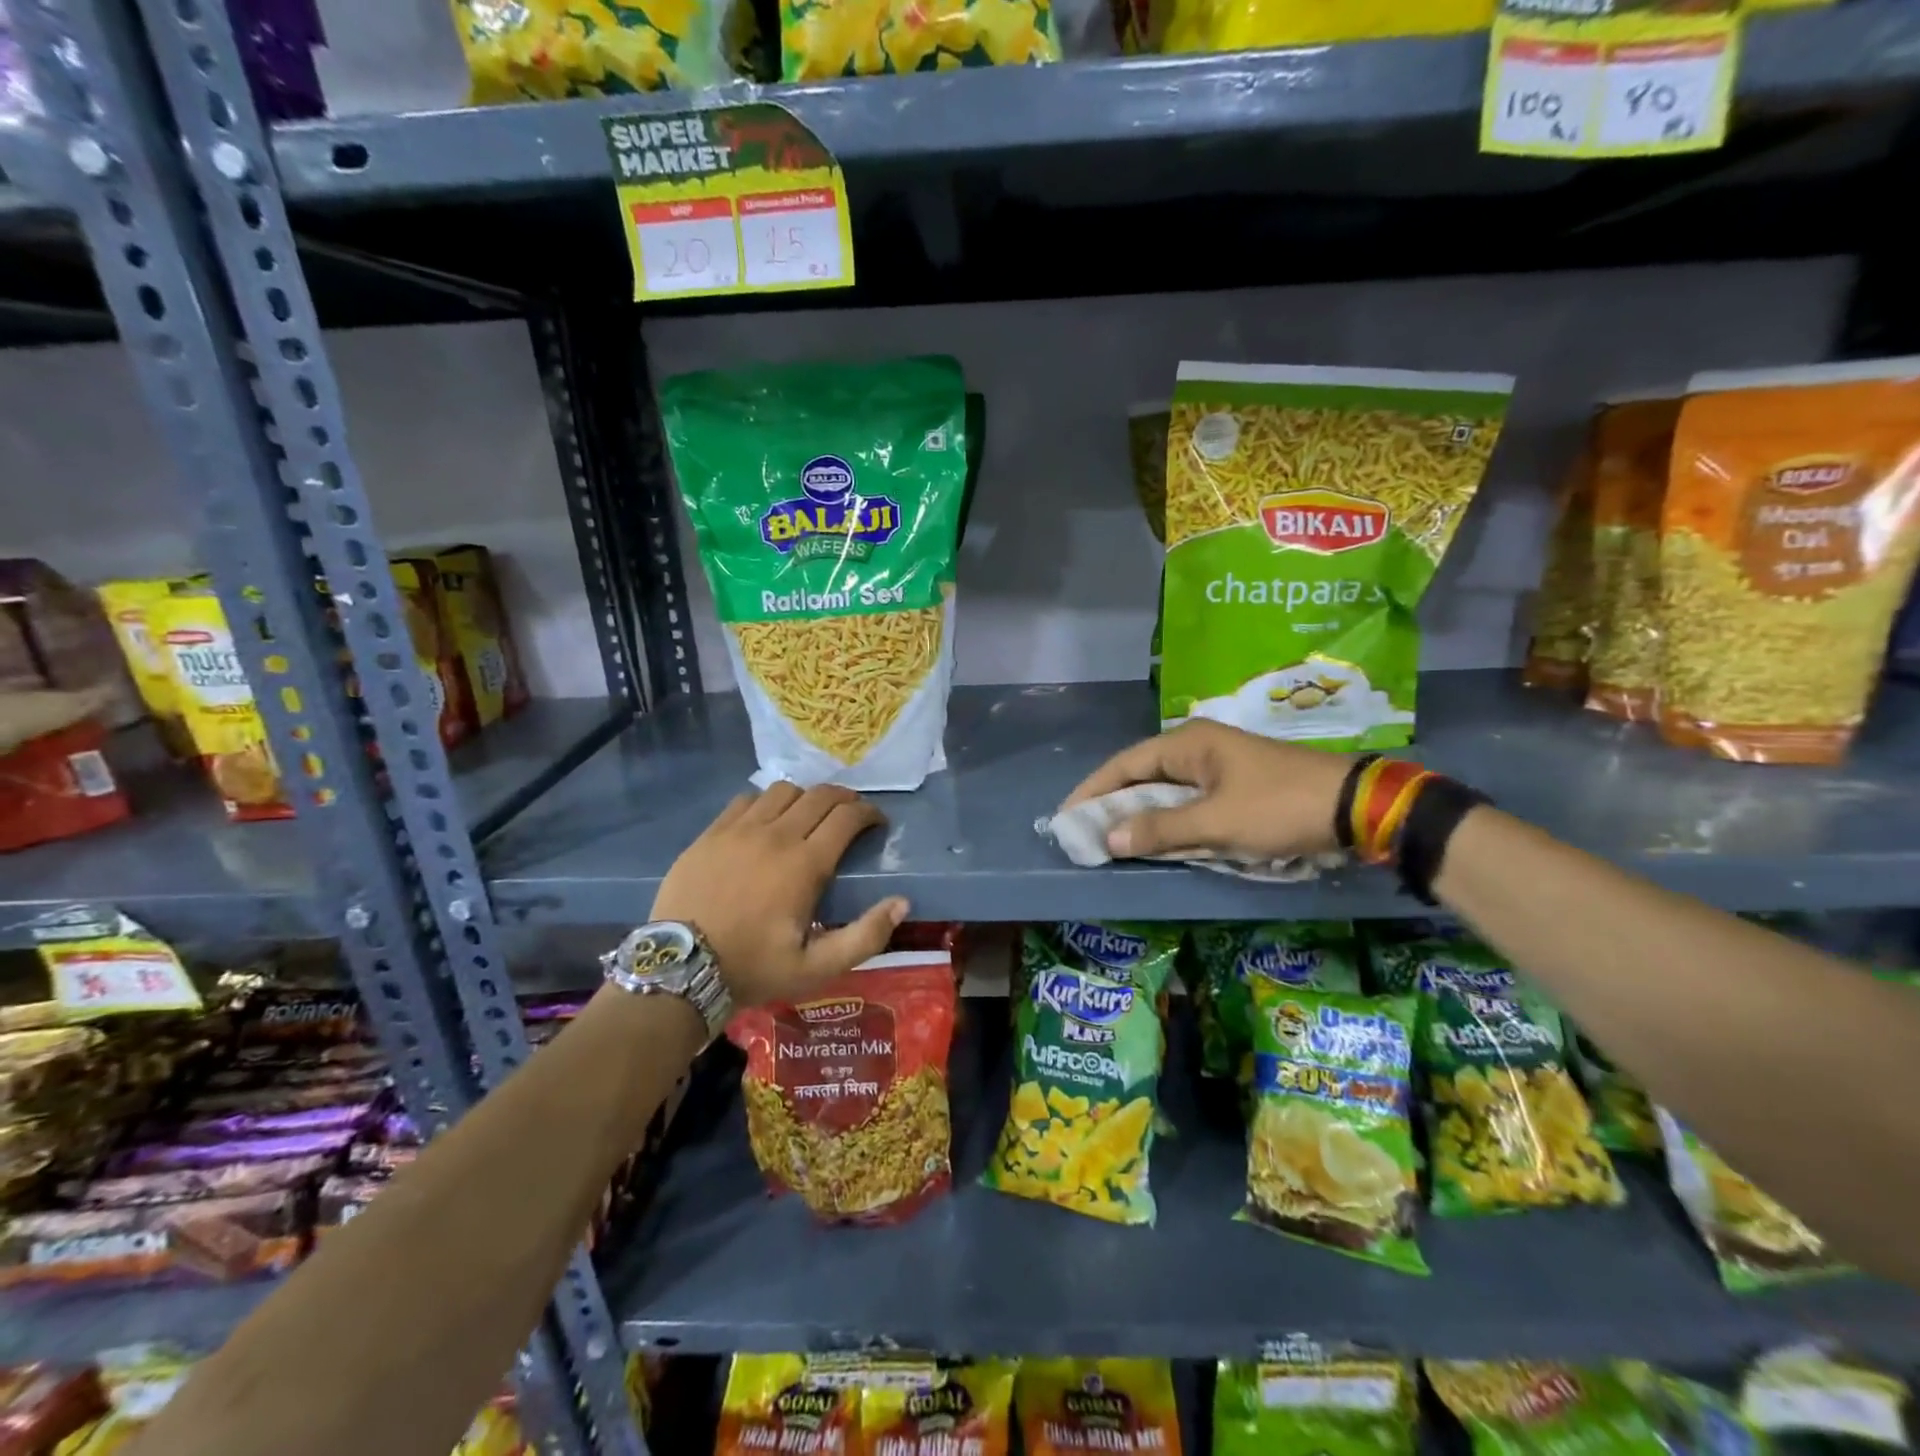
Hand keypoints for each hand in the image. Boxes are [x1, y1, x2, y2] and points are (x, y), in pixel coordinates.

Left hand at [652, 783, 907, 1007]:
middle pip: (820, 795)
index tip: (877, 823)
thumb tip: (902, 902)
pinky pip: (746, 800)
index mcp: (805, 864)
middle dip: (844, 798)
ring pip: (783, 790)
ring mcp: (739, 830)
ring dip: (805, 798)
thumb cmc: (754, 969)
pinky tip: (766, 822)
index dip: (869, 813)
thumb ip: (866, 936)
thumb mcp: (817, 968)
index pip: (847, 817)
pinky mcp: (711, 833)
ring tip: (808, 816)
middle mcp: (776, 835)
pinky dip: (766, 803)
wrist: (679, 971)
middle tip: (851, 814)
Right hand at [1061, 720, 1352, 860]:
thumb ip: (1160, 829)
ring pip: (1165, 791)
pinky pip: (1187, 802)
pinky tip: (1156, 840)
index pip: (1124, 764)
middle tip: (1084, 833)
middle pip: (1141, 775)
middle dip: (1112, 804)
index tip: (1066, 817)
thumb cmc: (1279, 807)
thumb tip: (1107, 837)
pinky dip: (1168, 820)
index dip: (1093, 791)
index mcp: (1188, 743)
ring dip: (1140, 815)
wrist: (1356, 808)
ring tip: (1110, 840)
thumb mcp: (1217, 822)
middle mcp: (1198, 748)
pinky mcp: (1235, 785)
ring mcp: (1218, 766)